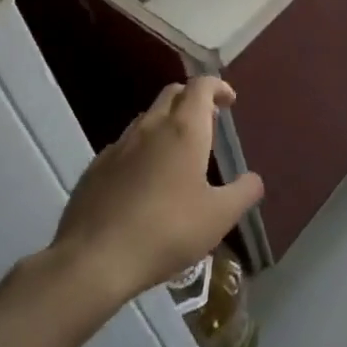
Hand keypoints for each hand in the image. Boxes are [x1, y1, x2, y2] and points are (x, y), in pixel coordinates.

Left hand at [49, 78, 263, 306]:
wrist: (93, 260)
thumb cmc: (166, 231)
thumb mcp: (218, 217)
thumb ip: (243, 193)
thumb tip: (253, 179)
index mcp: (184, 129)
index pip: (201, 86)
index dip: (218, 87)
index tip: (229, 101)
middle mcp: (151, 127)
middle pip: (172, 93)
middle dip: (192, 99)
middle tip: (207, 122)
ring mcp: (119, 146)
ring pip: (147, 118)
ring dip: (166, 122)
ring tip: (178, 153)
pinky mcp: (95, 168)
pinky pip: (125, 145)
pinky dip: (142, 149)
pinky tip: (144, 181)